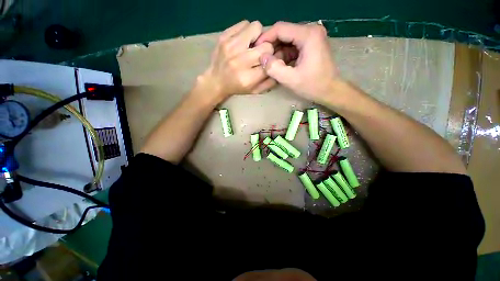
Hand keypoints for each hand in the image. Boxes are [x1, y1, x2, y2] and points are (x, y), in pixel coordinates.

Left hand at [197, 20, 276, 100]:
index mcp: (248, 78)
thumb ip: (269, 82)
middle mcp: (240, 61)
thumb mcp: (255, 91)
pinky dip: (247, 30)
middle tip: (260, 53)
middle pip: (266, 46)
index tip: (271, 59)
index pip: (270, 62)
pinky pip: (244, 23)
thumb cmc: (237, 88)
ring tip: (252, 45)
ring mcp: (231, 47)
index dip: (274, 59)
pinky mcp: (224, 37)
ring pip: (256, 28)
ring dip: (257, 36)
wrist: (216, 81)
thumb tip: (279, 65)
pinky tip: (243, 40)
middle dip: (267, 49)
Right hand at [256, 22, 339, 103]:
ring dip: (277, 51)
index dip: (265, 37)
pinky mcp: (311, 44)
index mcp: (308, 35)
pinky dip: (284, 54)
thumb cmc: (313, 86)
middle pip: (284, 33)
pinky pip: (293, 46)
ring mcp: (312, 37)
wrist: (330, 90)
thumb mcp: (291, 80)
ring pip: (288, 40)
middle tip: (262, 59)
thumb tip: (262, 57)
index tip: (255, 48)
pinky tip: (279, 64)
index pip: (280, 28)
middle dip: (271, 46)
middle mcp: (311, 30)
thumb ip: (274, 68)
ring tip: (269, 64)